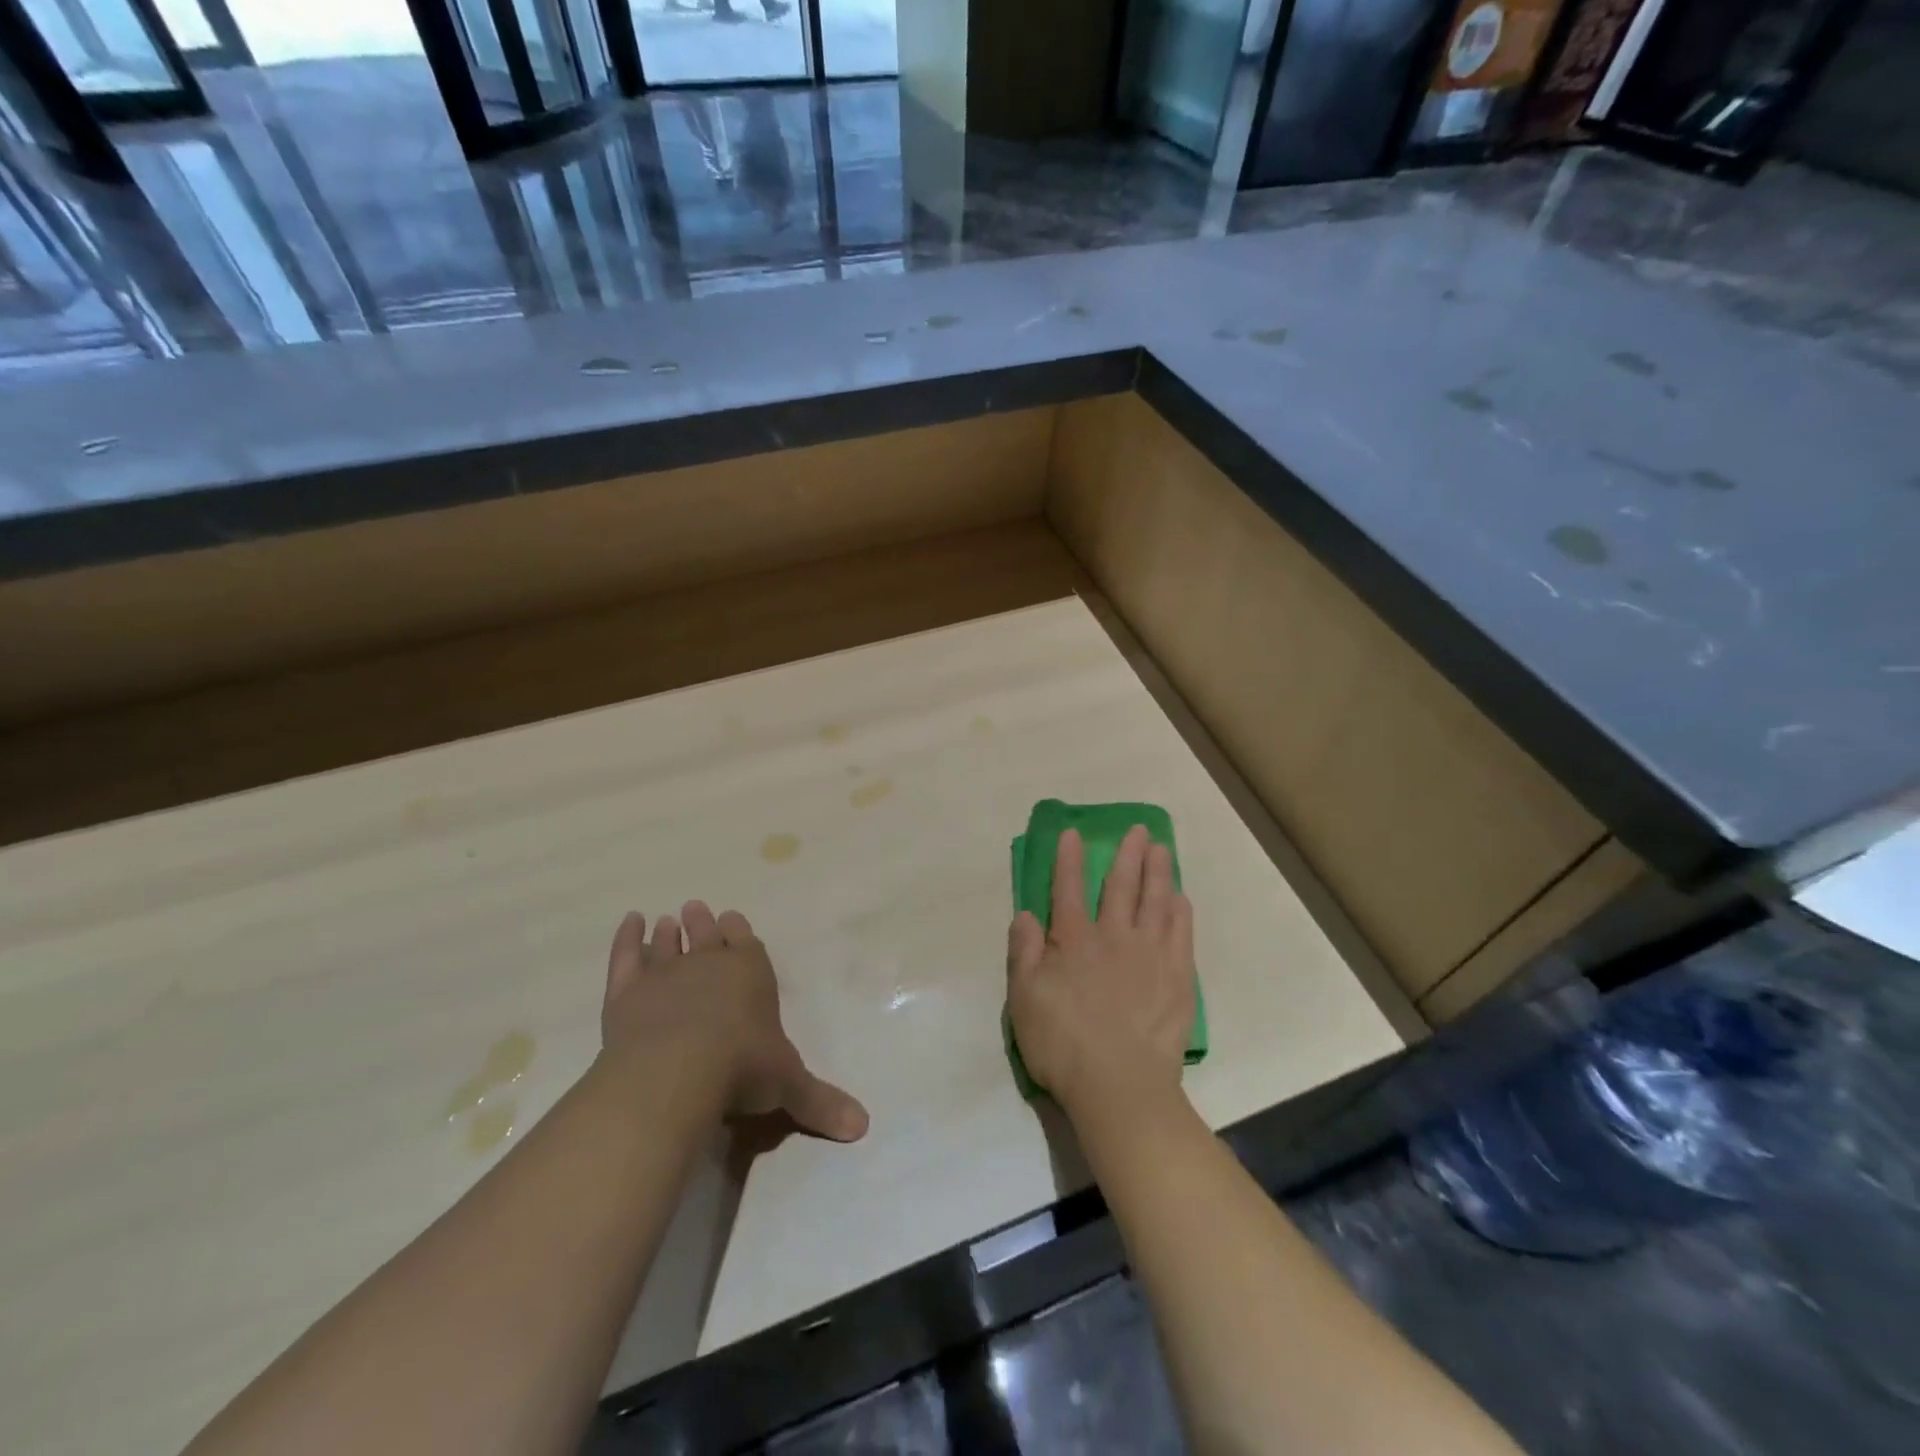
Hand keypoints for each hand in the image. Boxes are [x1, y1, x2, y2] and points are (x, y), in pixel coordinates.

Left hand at [599, 902, 868, 1141]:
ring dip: (667, 933)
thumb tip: (863, 1127)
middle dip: (702, 924)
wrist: (677, 1071)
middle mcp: (709, 965)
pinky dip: (626, 938)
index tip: (732, 918)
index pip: (747, 945)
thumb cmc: (742, 1069)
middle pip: (706, 936)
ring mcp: (664, 975)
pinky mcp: (626, 993)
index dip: (739, 932)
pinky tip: (630, 922)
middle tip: (694, 908)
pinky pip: (625, 957)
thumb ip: (820, 1101)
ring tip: (666, 920)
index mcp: (751, 974)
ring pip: (666, 945)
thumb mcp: (789, 1086)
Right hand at [1006, 826, 1195, 1114]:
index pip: (1068, 888)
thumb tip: (1025, 914)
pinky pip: (1181, 932)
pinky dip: (1180, 910)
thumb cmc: (1063, 1044)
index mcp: (1073, 940)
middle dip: (1127, 854)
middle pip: (1121, 885)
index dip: (1069, 859)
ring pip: (1156, 900)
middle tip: (1138, 830)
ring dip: (1158, 871)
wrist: (1120, 1085)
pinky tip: (1180, 898)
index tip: (1074, 833)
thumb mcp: (1024, 999)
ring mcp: (1150, 954)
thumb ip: (1023, 952)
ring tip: (1162, 848)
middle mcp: (1114, 936)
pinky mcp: (1177, 977)